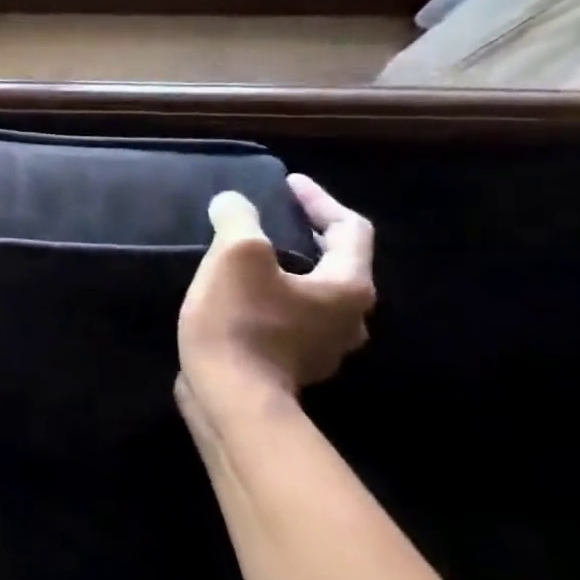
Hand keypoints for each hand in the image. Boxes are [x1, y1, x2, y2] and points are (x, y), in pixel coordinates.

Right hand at [178, 174, 374, 400]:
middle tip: (273, 219)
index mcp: (349, 286)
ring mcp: (323, 348)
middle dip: (306, 237)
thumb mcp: (235, 256)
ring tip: (252, 258)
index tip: (288, 183)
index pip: (349, 228)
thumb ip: (239, 219)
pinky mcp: (291, 366)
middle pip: (336, 264)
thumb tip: (234, 203)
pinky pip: (289, 321)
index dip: (318, 200)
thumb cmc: (240, 321)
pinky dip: (271, 300)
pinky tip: (239, 298)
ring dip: (288, 272)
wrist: (230, 397)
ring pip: (312, 295)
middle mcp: (350, 319)